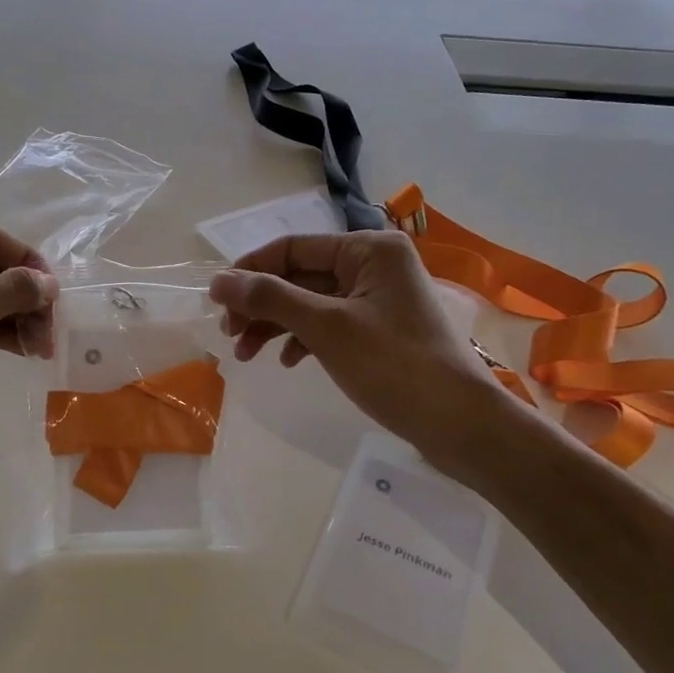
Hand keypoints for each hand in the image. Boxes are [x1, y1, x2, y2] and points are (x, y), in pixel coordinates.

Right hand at [209, 231, 507, 466]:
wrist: (459, 424)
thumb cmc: (393, 366)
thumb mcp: (326, 327)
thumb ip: (270, 298)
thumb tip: (218, 281)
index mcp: (369, 249)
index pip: (293, 247)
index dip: (250, 271)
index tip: (215, 300)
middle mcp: (375, 265)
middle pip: (300, 275)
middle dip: (261, 305)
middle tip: (228, 335)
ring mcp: (378, 299)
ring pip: (310, 303)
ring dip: (275, 325)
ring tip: (245, 354)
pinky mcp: (379, 330)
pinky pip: (329, 325)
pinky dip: (303, 339)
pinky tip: (287, 361)